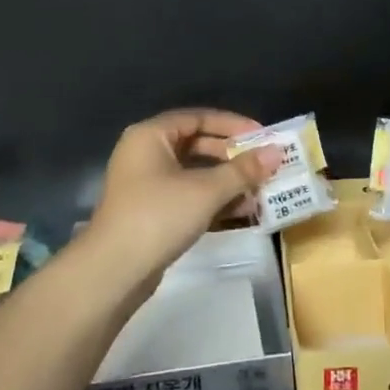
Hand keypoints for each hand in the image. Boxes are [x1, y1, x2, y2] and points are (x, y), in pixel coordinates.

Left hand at [82, 110, 282, 288]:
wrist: (113, 272)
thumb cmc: (158, 216)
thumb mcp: (206, 190)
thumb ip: (242, 170)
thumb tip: (276, 152)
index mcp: (151, 135)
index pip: (198, 118)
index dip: (233, 125)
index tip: (263, 137)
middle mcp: (146, 153)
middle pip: (197, 145)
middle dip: (233, 157)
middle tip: (265, 166)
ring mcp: (146, 185)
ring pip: (194, 173)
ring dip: (227, 181)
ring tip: (261, 191)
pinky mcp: (151, 212)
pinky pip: (188, 196)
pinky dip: (213, 201)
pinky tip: (242, 212)